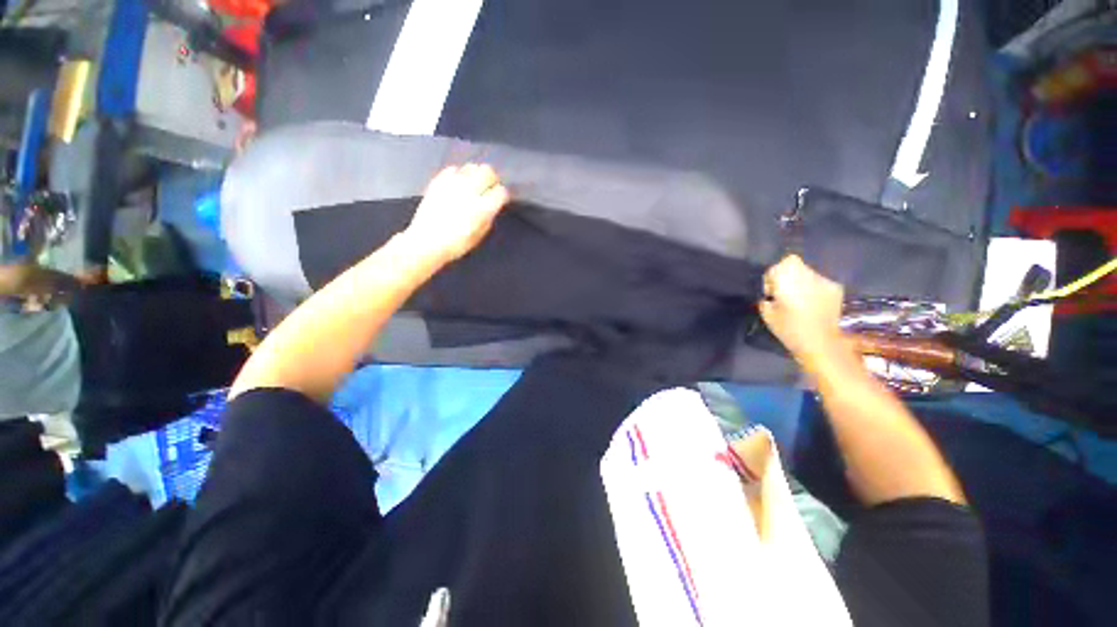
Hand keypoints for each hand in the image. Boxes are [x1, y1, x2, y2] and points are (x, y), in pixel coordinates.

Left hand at [404, 164, 510, 263]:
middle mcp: (470, 191)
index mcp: (483, 208)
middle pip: (488, 171)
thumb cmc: (456, 244)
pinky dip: (459, 174)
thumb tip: (492, 206)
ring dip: (476, 175)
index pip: (501, 191)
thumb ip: (488, 217)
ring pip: (472, 167)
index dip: (502, 195)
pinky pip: (454, 169)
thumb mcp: (479, 235)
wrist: (426, 241)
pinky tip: (457, 185)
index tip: (500, 200)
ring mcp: (453, 183)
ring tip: (473, 185)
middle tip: (489, 188)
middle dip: (492, 179)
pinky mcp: (439, 180)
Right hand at [758, 255, 845, 369]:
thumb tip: (770, 296)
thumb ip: (766, 299)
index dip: (772, 278)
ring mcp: (823, 280)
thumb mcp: (767, 315)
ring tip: (799, 300)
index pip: (776, 267)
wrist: (821, 343)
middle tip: (784, 293)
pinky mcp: (835, 288)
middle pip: (793, 264)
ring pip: (807, 273)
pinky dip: (814, 289)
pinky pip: (820, 283)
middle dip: (786, 275)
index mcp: (787, 279)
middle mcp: (806, 274)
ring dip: (801, 282)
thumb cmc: (789, 328)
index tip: (771, 293)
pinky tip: (813, 304)